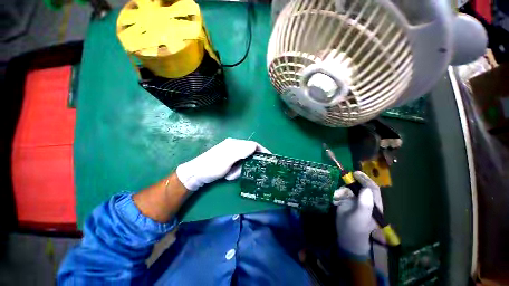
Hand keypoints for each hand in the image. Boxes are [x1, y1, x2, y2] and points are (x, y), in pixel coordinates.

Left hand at [176, 138, 269, 190]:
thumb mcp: (227, 159)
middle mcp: (234, 147)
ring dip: (239, 170)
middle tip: (240, 172)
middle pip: (249, 154)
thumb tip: (255, 146)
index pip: (253, 145)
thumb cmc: (211, 167)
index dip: (262, 150)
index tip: (270, 159)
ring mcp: (230, 154)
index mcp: (234, 144)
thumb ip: (241, 151)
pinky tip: (227, 175)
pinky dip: (234, 172)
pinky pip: (237, 166)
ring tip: (230, 175)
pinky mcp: (228, 161)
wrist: (195, 175)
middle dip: (247, 165)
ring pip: (243, 162)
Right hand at [333, 171, 382, 256]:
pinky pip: (344, 193)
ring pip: (351, 189)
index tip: (355, 173)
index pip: (373, 189)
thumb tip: (366, 189)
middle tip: (346, 176)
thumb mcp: (360, 218)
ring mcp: (357, 201)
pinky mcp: (349, 202)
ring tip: (338, 195)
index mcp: (374, 205)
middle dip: (353, 182)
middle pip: (362, 186)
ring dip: (344, 189)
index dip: (365, 179)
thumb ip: (365, 205)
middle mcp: (367, 201)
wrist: (345, 236)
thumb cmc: (355, 228)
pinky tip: (336, 199)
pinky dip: (339, 194)